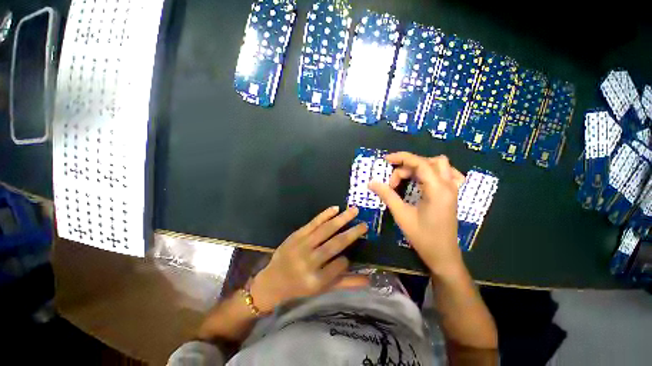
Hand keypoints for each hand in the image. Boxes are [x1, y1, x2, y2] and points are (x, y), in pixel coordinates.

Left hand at [249, 206, 367, 312]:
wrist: (272, 281)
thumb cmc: (299, 287)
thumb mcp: (322, 289)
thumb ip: (345, 284)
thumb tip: (369, 279)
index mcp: (315, 281)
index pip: (338, 267)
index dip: (346, 260)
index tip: (350, 256)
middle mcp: (309, 262)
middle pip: (334, 245)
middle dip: (352, 233)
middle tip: (365, 224)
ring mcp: (301, 246)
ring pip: (325, 230)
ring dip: (341, 219)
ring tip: (354, 211)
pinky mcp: (296, 235)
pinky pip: (313, 223)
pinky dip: (325, 215)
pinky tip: (336, 208)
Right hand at [369, 152, 465, 274]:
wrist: (443, 255)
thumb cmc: (422, 237)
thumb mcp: (401, 215)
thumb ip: (387, 195)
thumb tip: (372, 182)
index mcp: (437, 189)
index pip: (420, 163)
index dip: (401, 158)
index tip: (385, 160)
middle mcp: (448, 185)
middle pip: (428, 162)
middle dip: (407, 167)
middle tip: (393, 183)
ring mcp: (453, 189)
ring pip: (439, 165)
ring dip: (420, 167)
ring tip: (407, 179)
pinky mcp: (452, 195)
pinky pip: (448, 173)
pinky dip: (434, 171)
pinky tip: (425, 179)